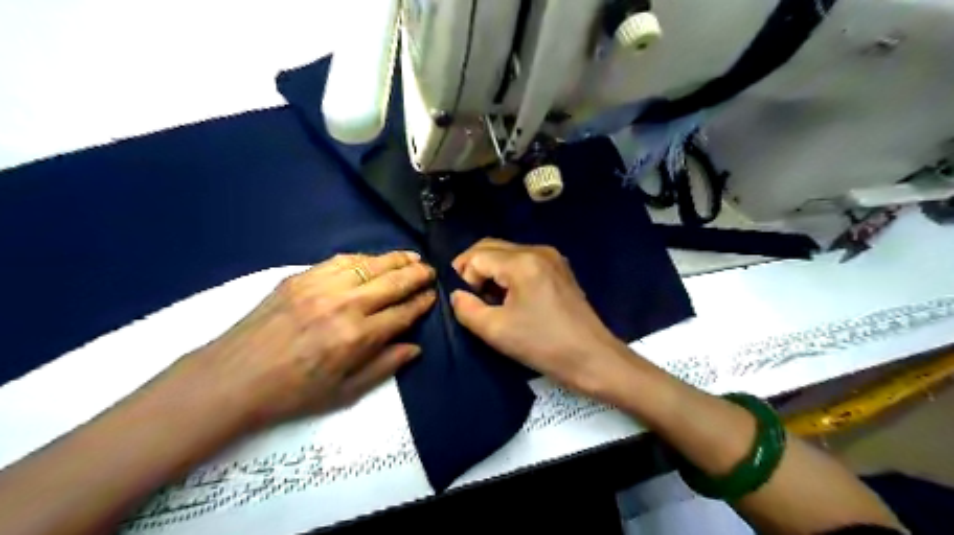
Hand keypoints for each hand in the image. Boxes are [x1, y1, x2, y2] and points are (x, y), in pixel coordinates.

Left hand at [182, 251, 434, 429]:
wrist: (233, 378)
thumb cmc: (293, 393)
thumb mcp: (344, 393)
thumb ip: (384, 367)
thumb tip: (415, 348)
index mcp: (357, 337)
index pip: (403, 312)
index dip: (422, 303)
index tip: (433, 296)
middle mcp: (345, 305)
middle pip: (393, 282)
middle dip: (418, 275)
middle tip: (431, 271)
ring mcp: (321, 286)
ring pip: (370, 264)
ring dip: (396, 259)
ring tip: (412, 258)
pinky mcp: (300, 277)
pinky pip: (341, 259)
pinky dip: (364, 258)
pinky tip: (373, 259)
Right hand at [451, 240, 631, 394]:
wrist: (592, 358)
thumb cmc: (543, 345)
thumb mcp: (496, 330)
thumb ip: (466, 308)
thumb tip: (457, 294)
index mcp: (522, 262)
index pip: (476, 256)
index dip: (464, 277)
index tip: (466, 302)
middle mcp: (538, 250)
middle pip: (491, 247)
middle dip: (473, 269)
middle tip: (469, 297)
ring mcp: (552, 257)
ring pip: (506, 253)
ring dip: (490, 271)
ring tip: (489, 300)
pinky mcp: (559, 268)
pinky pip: (523, 261)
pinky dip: (508, 273)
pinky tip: (509, 297)